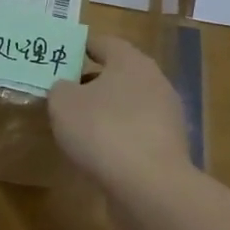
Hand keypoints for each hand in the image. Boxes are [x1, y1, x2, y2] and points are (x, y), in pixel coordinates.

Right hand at [47, 35, 190, 187]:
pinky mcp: (170, 146)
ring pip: (130, 104)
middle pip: (120, 73)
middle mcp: (154, 80)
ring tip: (80, 126)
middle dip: (94, 81)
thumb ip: (60, 89)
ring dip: (108, 111)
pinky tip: (101, 153)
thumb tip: (67, 89)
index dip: (82, 47)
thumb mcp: (63, 104)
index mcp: (130, 60)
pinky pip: (138, 132)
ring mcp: (167, 115)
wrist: (150, 186)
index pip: (104, 43)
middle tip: (67, 93)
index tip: (64, 57)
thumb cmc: (103, 130)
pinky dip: (120, 137)